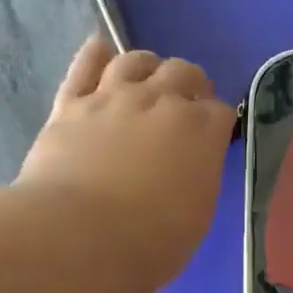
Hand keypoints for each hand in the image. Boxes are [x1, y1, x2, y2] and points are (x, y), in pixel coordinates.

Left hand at [15, 36, 236, 287]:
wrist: (80, 238)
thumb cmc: (151, 242)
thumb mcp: (197, 215)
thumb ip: (199, 177)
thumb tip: (192, 165)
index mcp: (202, 131)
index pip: (222, 110)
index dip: (219, 121)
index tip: (213, 136)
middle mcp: (162, 102)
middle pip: (184, 72)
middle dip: (191, 84)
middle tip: (186, 104)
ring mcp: (114, 97)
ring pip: (136, 60)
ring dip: (148, 67)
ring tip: (147, 81)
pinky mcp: (71, 104)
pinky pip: (84, 66)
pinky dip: (94, 54)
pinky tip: (100, 50)